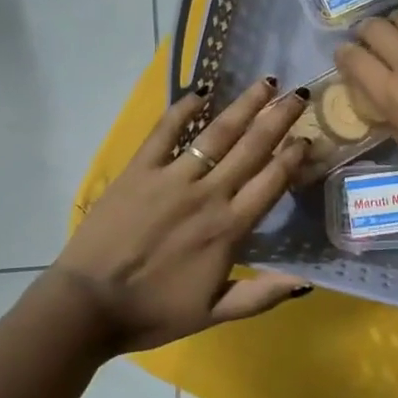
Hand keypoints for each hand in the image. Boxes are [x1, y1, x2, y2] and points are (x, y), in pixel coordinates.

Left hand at [52, 79, 312, 353]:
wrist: (88, 305)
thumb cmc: (152, 312)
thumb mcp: (213, 314)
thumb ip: (260, 295)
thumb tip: (305, 281)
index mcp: (229, 228)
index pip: (271, 181)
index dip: (293, 157)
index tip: (308, 137)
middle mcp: (208, 194)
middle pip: (252, 147)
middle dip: (279, 118)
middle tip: (299, 94)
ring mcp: (172, 177)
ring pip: (217, 133)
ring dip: (244, 105)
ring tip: (265, 83)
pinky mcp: (139, 169)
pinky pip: (165, 131)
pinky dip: (184, 109)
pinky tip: (202, 91)